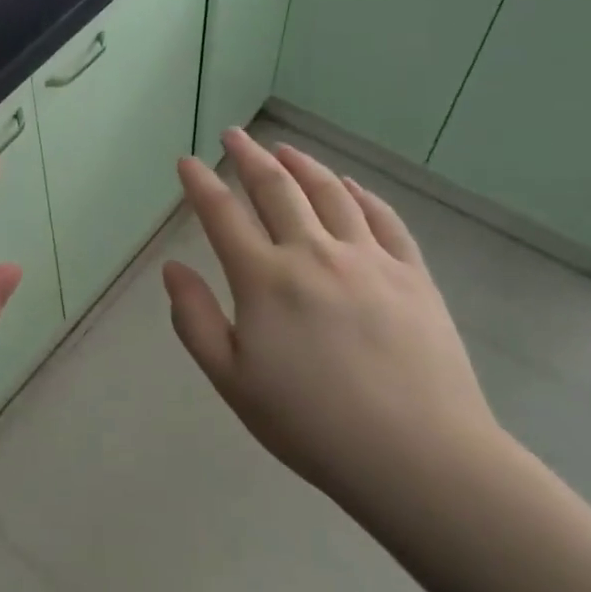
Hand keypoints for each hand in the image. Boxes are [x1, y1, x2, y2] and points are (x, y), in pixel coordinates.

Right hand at [161, 128, 500, 513]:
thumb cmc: (311, 424)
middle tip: (234, 135)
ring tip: (285, 149)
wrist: (418, 456)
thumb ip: (194, 320)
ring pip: (330, 193)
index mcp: (264, 280)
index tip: (187, 162)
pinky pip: (383, 218)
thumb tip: (172, 269)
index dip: (200, 183)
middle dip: (249, 156)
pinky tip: (350, 186)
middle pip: (276, 188)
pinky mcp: (412, 274)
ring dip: (303, 164)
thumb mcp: (232, 381)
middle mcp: (313, 254)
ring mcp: (368, 259)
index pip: (222, 215)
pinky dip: (361, 194)